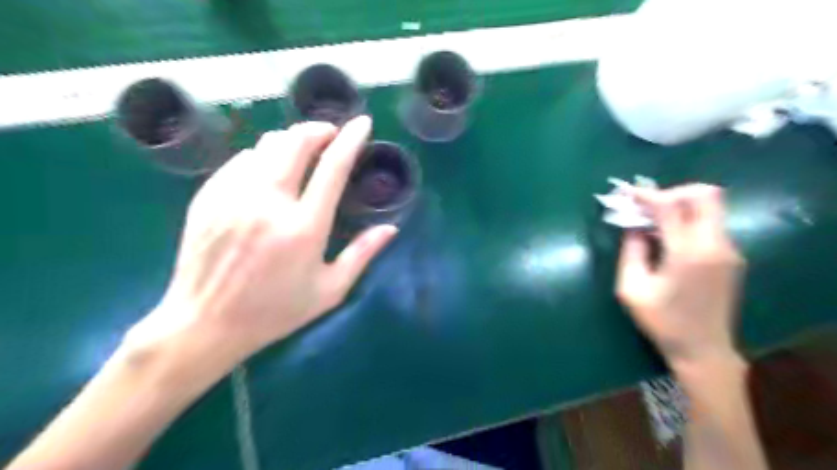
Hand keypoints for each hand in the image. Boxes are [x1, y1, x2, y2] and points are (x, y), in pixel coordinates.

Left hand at [124, 115, 398, 361]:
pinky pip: (240, 160)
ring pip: (266, 145)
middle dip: (318, 129)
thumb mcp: (329, 290)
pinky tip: (266, 171)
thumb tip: (390, 229)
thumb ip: (362, 254)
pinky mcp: (208, 197)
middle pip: (295, 142)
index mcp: (305, 227)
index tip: (362, 123)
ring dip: (289, 141)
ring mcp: (234, 196)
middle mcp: (269, 203)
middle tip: (330, 135)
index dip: (351, 139)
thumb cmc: (275, 311)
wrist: (205, 324)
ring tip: (301, 152)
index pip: (333, 167)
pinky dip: (260, 157)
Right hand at [613, 184, 744, 371]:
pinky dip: (687, 220)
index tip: (626, 193)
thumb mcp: (631, 288)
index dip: (646, 195)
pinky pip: (710, 224)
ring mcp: (729, 251)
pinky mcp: (731, 257)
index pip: (671, 207)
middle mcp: (715, 245)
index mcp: (688, 253)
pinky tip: (667, 237)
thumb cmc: (662, 321)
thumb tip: (632, 226)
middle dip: (672, 192)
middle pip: (705, 195)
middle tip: (647, 206)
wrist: (703, 349)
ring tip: (651, 221)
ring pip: (710, 207)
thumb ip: (631, 251)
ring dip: (680, 205)